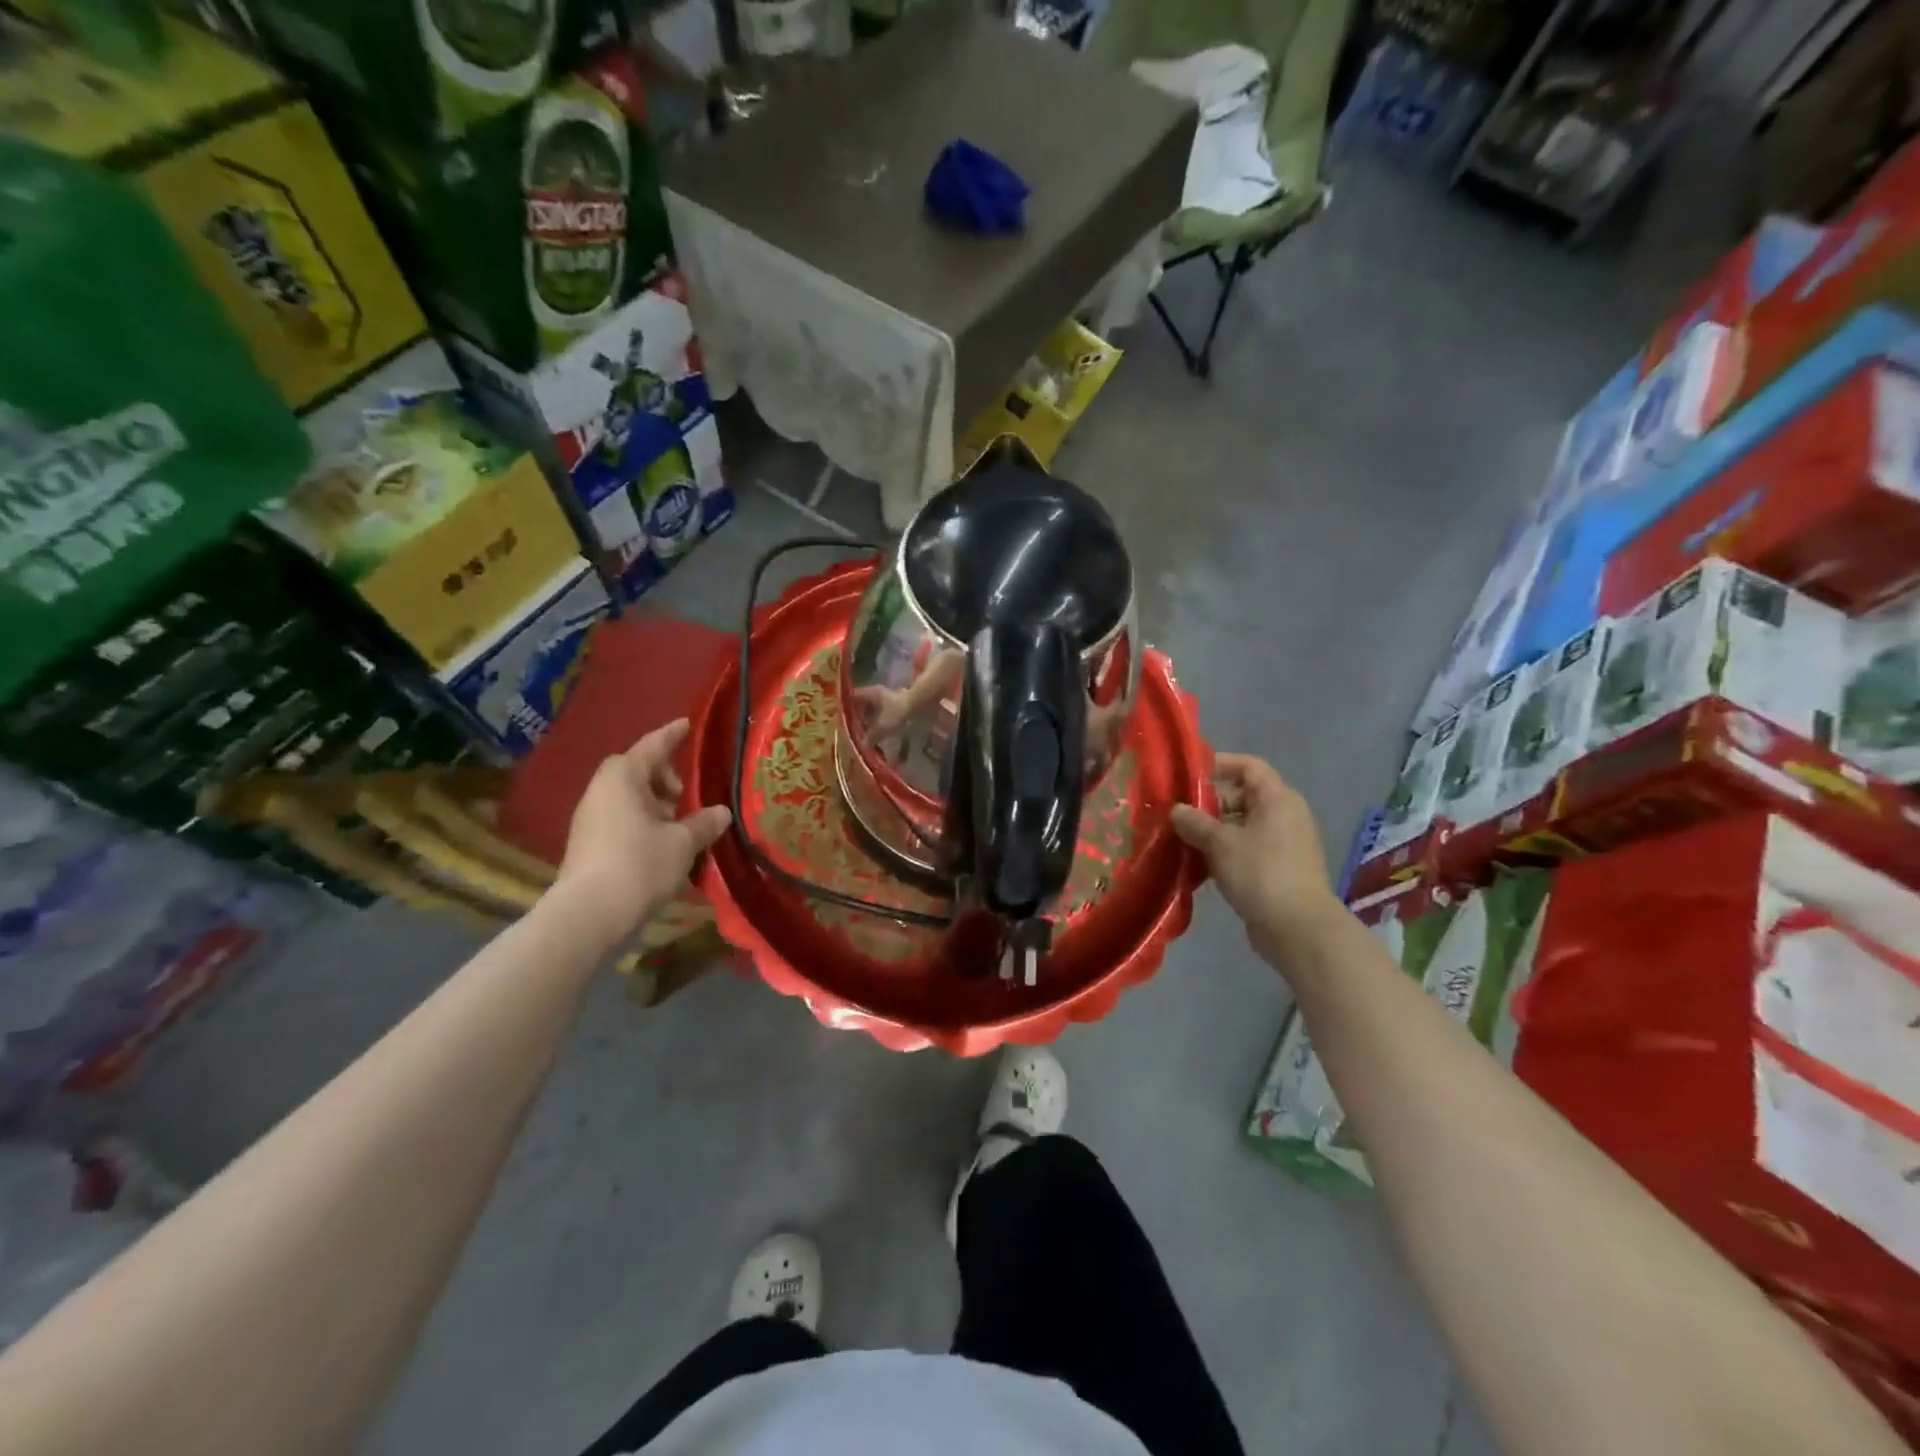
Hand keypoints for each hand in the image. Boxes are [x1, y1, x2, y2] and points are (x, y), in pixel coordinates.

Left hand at [557, 719, 731, 942]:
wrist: (589, 915)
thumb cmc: (640, 865)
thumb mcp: (683, 843)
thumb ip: (704, 823)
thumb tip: (721, 812)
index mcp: (623, 778)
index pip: (653, 746)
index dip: (672, 735)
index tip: (686, 724)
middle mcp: (602, 791)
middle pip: (636, 770)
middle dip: (663, 776)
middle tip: (686, 794)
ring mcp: (590, 818)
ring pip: (628, 797)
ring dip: (654, 803)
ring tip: (679, 824)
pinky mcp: (588, 844)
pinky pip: (621, 819)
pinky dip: (642, 822)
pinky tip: (662, 844)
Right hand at [1170, 754, 1341, 966]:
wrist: (1298, 929)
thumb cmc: (1261, 873)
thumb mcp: (1220, 843)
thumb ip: (1194, 822)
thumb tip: (1176, 810)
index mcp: (1277, 799)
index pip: (1249, 766)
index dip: (1219, 764)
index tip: (1188, 774)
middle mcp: (1284, 816)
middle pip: (1242, 797)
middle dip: (1208, 804)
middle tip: (1176, 814)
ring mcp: (1283, 845)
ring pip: (1241, 826)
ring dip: (1212, 832)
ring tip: (1180, 841)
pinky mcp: (1278, 870)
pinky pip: (1245, 850)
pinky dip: (1223, 853)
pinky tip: (1197, 867)